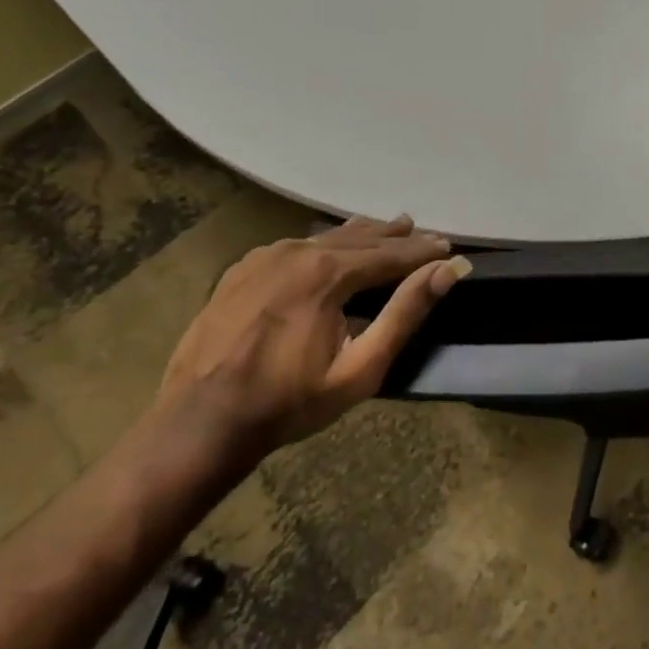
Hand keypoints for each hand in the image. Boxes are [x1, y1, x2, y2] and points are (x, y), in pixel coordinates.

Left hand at [159, 214, 470, 456]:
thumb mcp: (361, 367)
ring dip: (362, 235)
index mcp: (327, 273)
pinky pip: (295, 246)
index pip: (389, 254)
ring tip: (388, 227)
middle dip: (395, 238)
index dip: (422, 252)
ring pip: (325, 238)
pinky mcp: (242, 270)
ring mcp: (264, 257)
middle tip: (423, 234)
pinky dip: (324, 243)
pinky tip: (331, 246)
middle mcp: (296, 251)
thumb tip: (447, 271)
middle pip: (359, 239)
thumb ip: (405, 313)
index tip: (449, 247)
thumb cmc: (289, 402)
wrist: (199, 421)